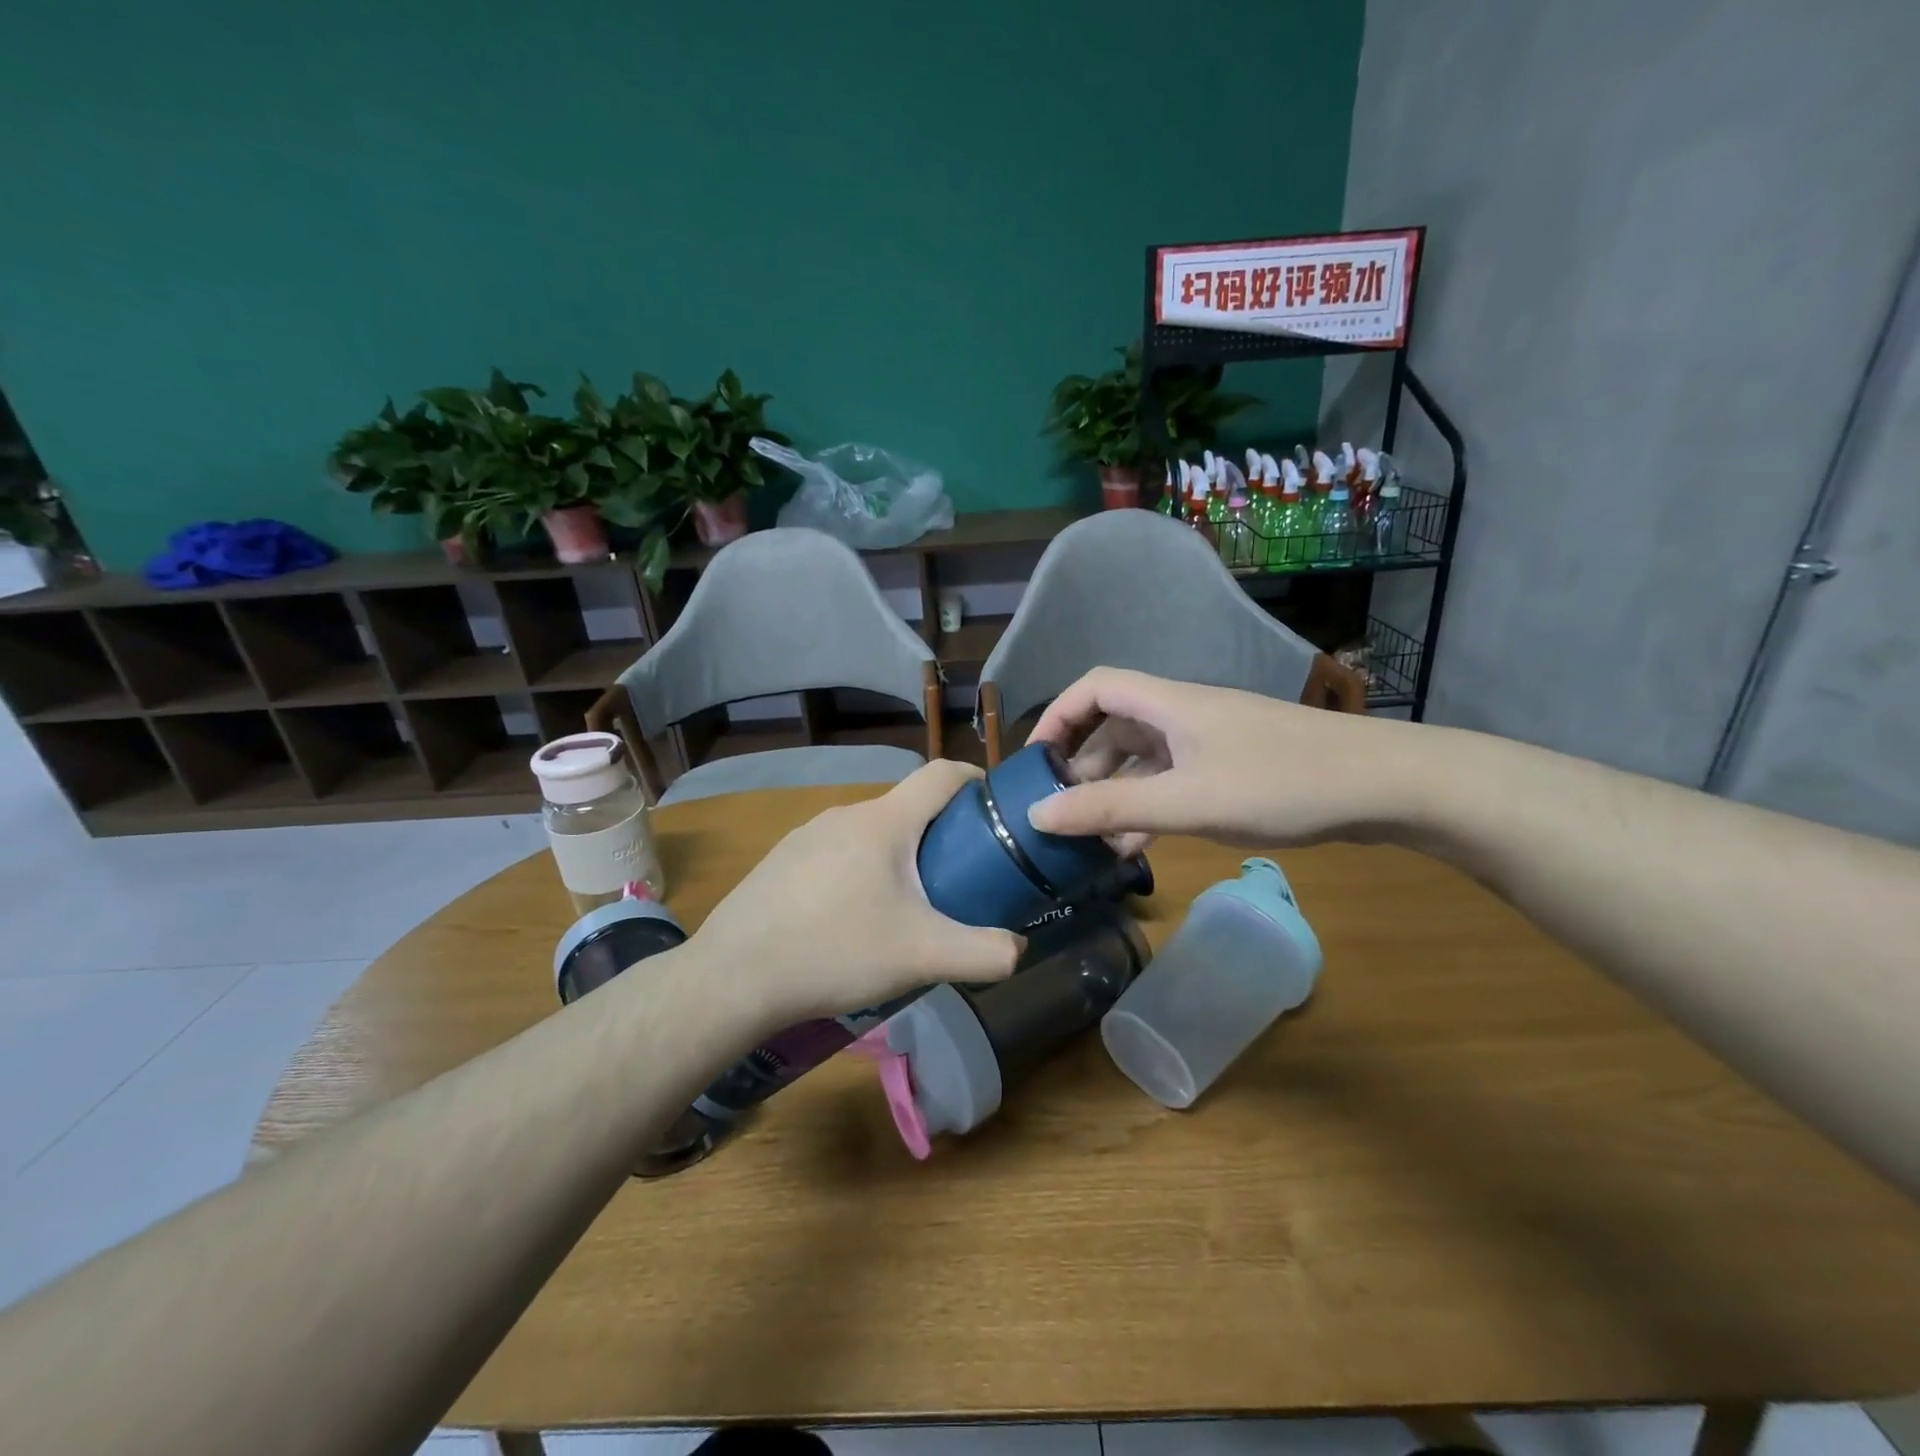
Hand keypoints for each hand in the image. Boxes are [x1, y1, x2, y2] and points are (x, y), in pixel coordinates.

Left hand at [692, 761, 1024, 1025]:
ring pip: (871, 832)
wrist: (733, 977)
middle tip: (960, 875)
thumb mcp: (922, 956)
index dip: (976, 780)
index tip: (997, 810)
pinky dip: (860, 870)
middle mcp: (845, 814)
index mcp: (884, 821)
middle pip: (908, 807)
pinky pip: (837, 852)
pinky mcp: (781, 860)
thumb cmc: (835, 950)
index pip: (942, 773)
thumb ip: (984, 953)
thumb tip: (1019, 948)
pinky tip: (852, 917)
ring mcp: (807, 834)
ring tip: (907, 903)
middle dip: (941, 832)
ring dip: (899, 854)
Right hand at [1025, 668, 1428, 848]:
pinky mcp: (1233, 768)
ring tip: (1093, 840)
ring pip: (1144, 760)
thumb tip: (1037, 814)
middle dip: (1082, 767)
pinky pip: (1173, 782)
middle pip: (1114, 726)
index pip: (1094, 688)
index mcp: (1168, 704)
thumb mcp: (1187, 801)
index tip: (1035, 761)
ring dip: (1115, 794)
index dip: (1057, 716)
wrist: (1386, 786)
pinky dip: (1149, 807)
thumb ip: (1111, 809)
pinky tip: (1139, 845)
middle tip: (1062, 813)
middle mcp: (1183, 715)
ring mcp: (1211, 742)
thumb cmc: (1281, 783)